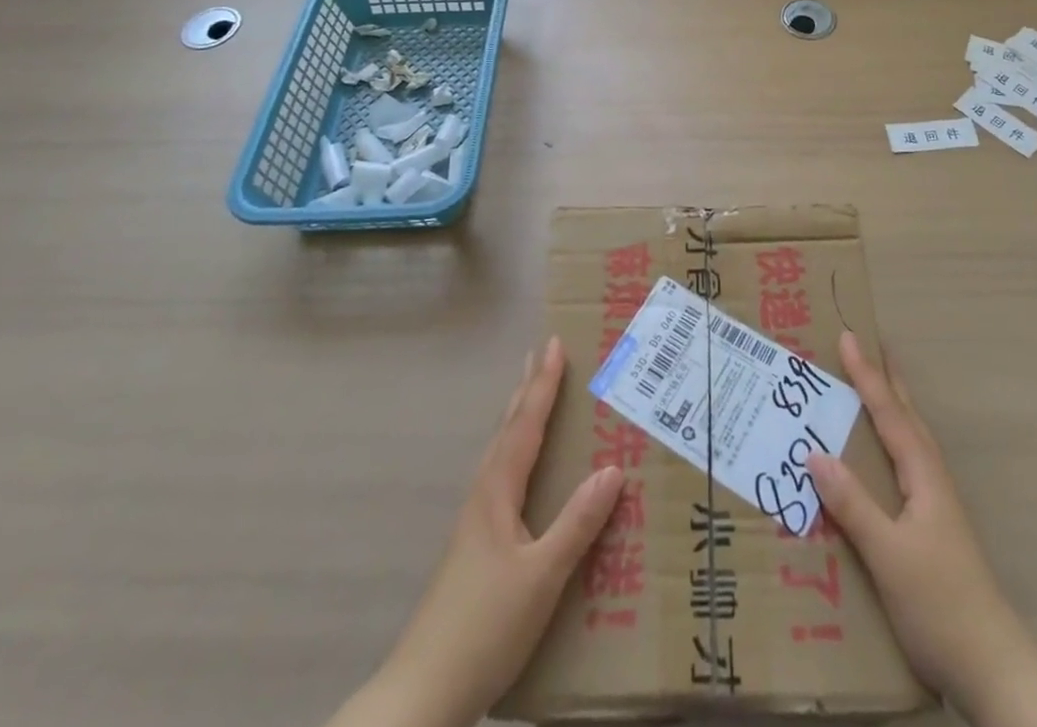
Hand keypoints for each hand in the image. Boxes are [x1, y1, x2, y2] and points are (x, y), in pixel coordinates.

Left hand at [332, 338, 624, 726]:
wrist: (423, 694)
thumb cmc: (484, 627)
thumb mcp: (542, 577)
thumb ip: (577, 524)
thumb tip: (613, 469)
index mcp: (497, 493)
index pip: (525, 425)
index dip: (542, 385)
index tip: (554, 344)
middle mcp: (483, 498)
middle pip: (507, 430)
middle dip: (525, 391)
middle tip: (539, 355)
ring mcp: (475, 525)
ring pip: (500, 454)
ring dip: (518, 419)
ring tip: (531, 399)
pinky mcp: (475, 549)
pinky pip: (501, 478)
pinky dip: (515, 453)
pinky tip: (522, 474)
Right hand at [808, 332, 1036, 726]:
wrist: (992, 667)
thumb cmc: (938, 603)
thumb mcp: (888, 554)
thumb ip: (852, 504)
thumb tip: (813, 451)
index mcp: (923, 476)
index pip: (890, 413)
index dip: (867, 375)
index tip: (848, 336)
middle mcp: (932, 480)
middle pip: (907, 416)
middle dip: (885, 379)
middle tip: (867, 345)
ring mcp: (936, 504)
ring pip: (910, 439)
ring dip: (891, 406)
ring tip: (872, 386)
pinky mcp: (933, 528)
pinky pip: (905, 464)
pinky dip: (890, 441)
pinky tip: (879, 457)